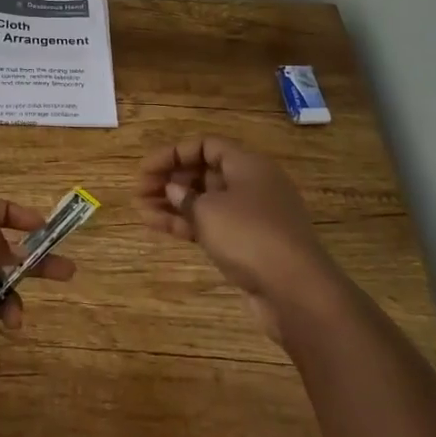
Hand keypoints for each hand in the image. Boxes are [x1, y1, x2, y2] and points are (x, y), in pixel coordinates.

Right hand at [137, 136, 338, 341]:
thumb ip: (185, 196)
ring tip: (141, 210)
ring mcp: (251, 216)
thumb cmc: (249, 235)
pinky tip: (158, 226)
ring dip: (173, 203)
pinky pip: (212, 225)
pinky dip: (186, 224)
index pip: (205, 146)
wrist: (296, 291)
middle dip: (170, 179)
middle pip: (205, 172)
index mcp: (247, 164)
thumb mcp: (210, 210)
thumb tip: (174, 189)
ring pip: (206, 201)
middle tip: (139, 191)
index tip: (145, 169)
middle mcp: (251, 185)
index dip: (173, 154)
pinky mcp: (249, 244)